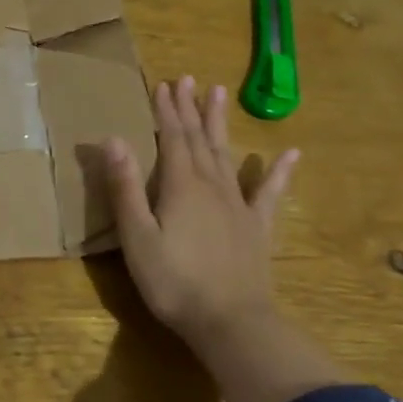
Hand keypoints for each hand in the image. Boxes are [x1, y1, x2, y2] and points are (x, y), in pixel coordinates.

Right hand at [103, 76, 334, 401]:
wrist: (231, 322)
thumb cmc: (174, 282)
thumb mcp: (137, 237)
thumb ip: (125, 187)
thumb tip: (112, 138)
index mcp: (181, 186)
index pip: (172, 138)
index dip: (167, 110)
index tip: (163, 84)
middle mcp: (211, 185)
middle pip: (199, 139)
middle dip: (190, 108)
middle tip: (188, 79)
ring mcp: (238, 205)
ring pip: (227, 154)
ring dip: (221, 124)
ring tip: (220, 94)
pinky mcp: (257, 227)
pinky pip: (270, 193)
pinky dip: (279, 172)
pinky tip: (291, 153)